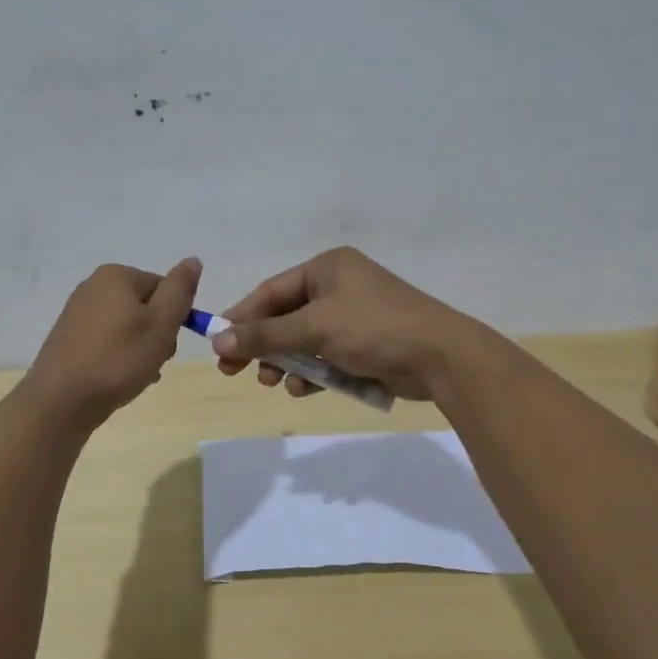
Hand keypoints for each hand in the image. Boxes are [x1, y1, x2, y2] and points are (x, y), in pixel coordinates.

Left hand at [23, 258, 201, 430]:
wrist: (59, 402)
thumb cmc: (118, 360)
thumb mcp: (161, 324)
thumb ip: (180, 290)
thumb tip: (193, 261)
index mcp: (116, 275)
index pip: (165, 289)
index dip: (173, 319)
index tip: (166, 345)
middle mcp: (94, 286)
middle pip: (146, 307)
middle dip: (156, 335)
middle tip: (151, 362)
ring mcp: (78, 312)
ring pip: (128, 327)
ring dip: (140, 350)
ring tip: (135, 375)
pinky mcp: (69, 337)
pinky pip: (107, 341)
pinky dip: (118, 357)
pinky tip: (117, 379)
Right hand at [211, 247, 484, 401]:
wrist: (440, 357)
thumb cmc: (374, 328)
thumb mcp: (314, 328)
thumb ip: (265, 335)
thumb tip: (218, 339)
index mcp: (327, 268)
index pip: (271, 291)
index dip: (242, 317)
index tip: (217, 343)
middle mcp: (338, 287)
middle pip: (285, 317)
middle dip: (263, 345)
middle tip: (234, 371)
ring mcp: (353, 317)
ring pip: (304, 341)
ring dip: (286, 363)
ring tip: (272, 383)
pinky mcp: (364, 346)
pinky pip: (326, 357)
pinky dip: (313, 373)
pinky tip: (303, 390)